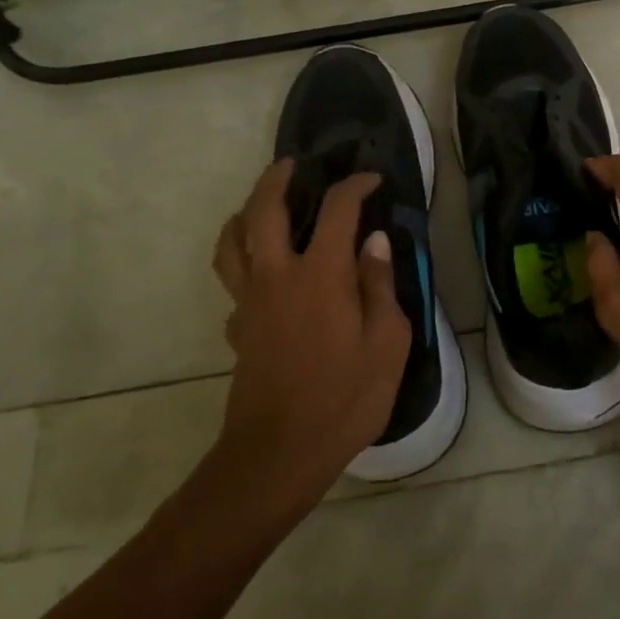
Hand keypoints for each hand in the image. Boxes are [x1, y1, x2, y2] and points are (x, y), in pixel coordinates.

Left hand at [211, 159, 410, 511]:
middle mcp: (277, 276)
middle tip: (293, 165)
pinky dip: (244, 265)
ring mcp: (250, 302)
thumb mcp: (387, 343)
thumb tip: (374, 242)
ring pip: (232, 242)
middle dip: (277, 178)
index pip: (336, 210)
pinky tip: (263, 277)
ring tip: (260, 206)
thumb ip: (380, 286)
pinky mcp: (238, 328)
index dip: (355, 186)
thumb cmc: (345, 398)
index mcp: (320, 274)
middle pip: (264, 210)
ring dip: (244, 213)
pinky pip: (233, 282)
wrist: (279, 453)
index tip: (371, 180)